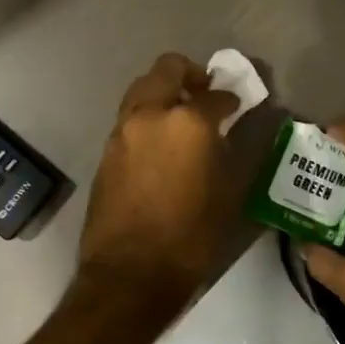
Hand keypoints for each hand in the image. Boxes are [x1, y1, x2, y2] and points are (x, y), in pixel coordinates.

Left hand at [76, 53, 241, 313]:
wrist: (131, 274)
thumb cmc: (191, 236)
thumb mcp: (229, 193)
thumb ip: (233, 150)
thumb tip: (235, 129)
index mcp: (187, 122)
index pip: (215, 95)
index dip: (231, 99)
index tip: (238, 106)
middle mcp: (150, 114)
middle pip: (167, 69)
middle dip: (190, 74)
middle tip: (206, 93)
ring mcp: (122, 131)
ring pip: (143, 90)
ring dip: (164, 93)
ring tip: (183, 119)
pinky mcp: (107, 151)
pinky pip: (131, 118)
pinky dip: (148, 117)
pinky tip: (162, 144)